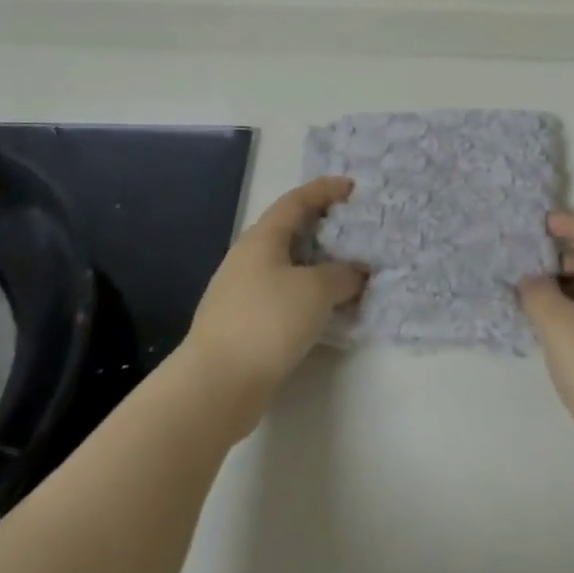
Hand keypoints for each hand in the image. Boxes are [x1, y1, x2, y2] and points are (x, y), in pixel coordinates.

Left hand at [184, 177, 366, 417]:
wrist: (216, 384)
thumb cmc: (267, 321)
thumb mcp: (316, 290)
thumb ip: (343, 274)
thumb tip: (356, 272)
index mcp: (262, 239)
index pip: (296, 201)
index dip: (325, 190)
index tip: (353, 188)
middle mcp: (248, 259)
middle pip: (290, 232)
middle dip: (324, 228)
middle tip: (356, 231)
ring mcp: (242, 292)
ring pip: (288, 267)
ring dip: (319, 266)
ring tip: (350, 272)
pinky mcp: (244, 324)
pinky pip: (284, 296)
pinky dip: (308, 295)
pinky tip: (327, 310)